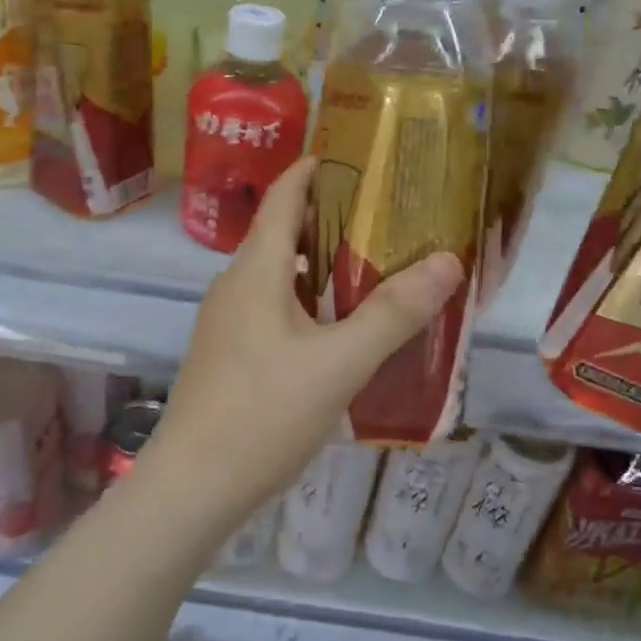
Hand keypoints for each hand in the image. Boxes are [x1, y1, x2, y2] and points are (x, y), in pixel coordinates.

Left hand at [155, 158, 462, 517]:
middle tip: (384, 218)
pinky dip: (306, 303)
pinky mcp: (227, 355)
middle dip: (328, 219)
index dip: (312, 169)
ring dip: (319, 266)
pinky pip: (271, 310)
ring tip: (370, 270)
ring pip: (277, 277)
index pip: (282, 197)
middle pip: (280, 234)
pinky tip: (337, 330)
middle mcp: (234, 286)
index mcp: (255, 271)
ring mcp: (226, 323)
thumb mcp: (340, 362)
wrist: (193, 485)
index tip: (353, 155)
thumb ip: (393, 313)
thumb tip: (447, 260)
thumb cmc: (263, 413)